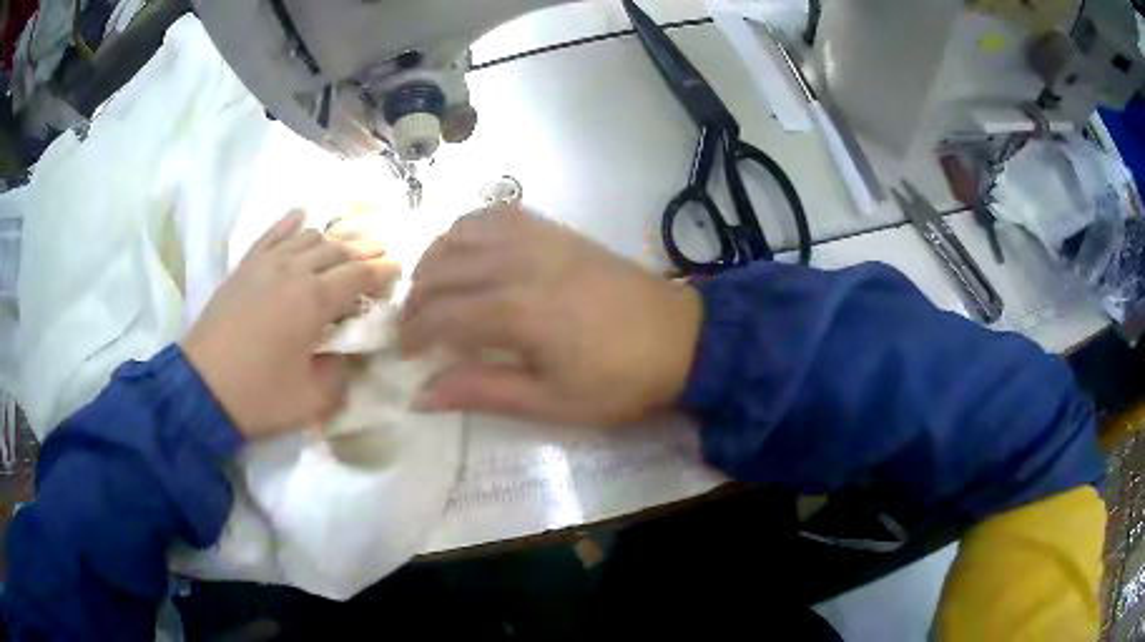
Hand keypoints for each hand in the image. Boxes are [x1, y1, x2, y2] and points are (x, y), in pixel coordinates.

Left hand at [182, 210, 399, 439]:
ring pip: (308, 237)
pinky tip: (301, 216)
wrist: (201, 389)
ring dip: (331, 241)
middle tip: (378, 259)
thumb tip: (351, 354)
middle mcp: (293, 271)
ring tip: (343, 251)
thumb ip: (342, 374)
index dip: (382, 272)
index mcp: (314, 301)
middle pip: (337, 250)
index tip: (397, 271)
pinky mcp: (244, 267)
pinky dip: (289, 223)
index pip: (359, 275)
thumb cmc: (259, 396)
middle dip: (362, 253)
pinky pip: (271, 235)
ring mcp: (266, 264)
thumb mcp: (313, 400)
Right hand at [401, 206, 702, 425]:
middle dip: (415, 298)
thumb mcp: (552, 402)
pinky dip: (469, 227)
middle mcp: (520, 263)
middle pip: (444, 270)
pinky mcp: (556, 230)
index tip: (404, 352)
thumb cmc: (619, 380)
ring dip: (435, 258)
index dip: (414, 333)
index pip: (442, 315)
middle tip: (411, 325)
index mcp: (518, 311)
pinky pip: (498, 213)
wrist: (681, 338)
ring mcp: (540, 239)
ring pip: (463, 232)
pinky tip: (466, 249)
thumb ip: (482, 391)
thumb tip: (420, 395)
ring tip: (430, 286)